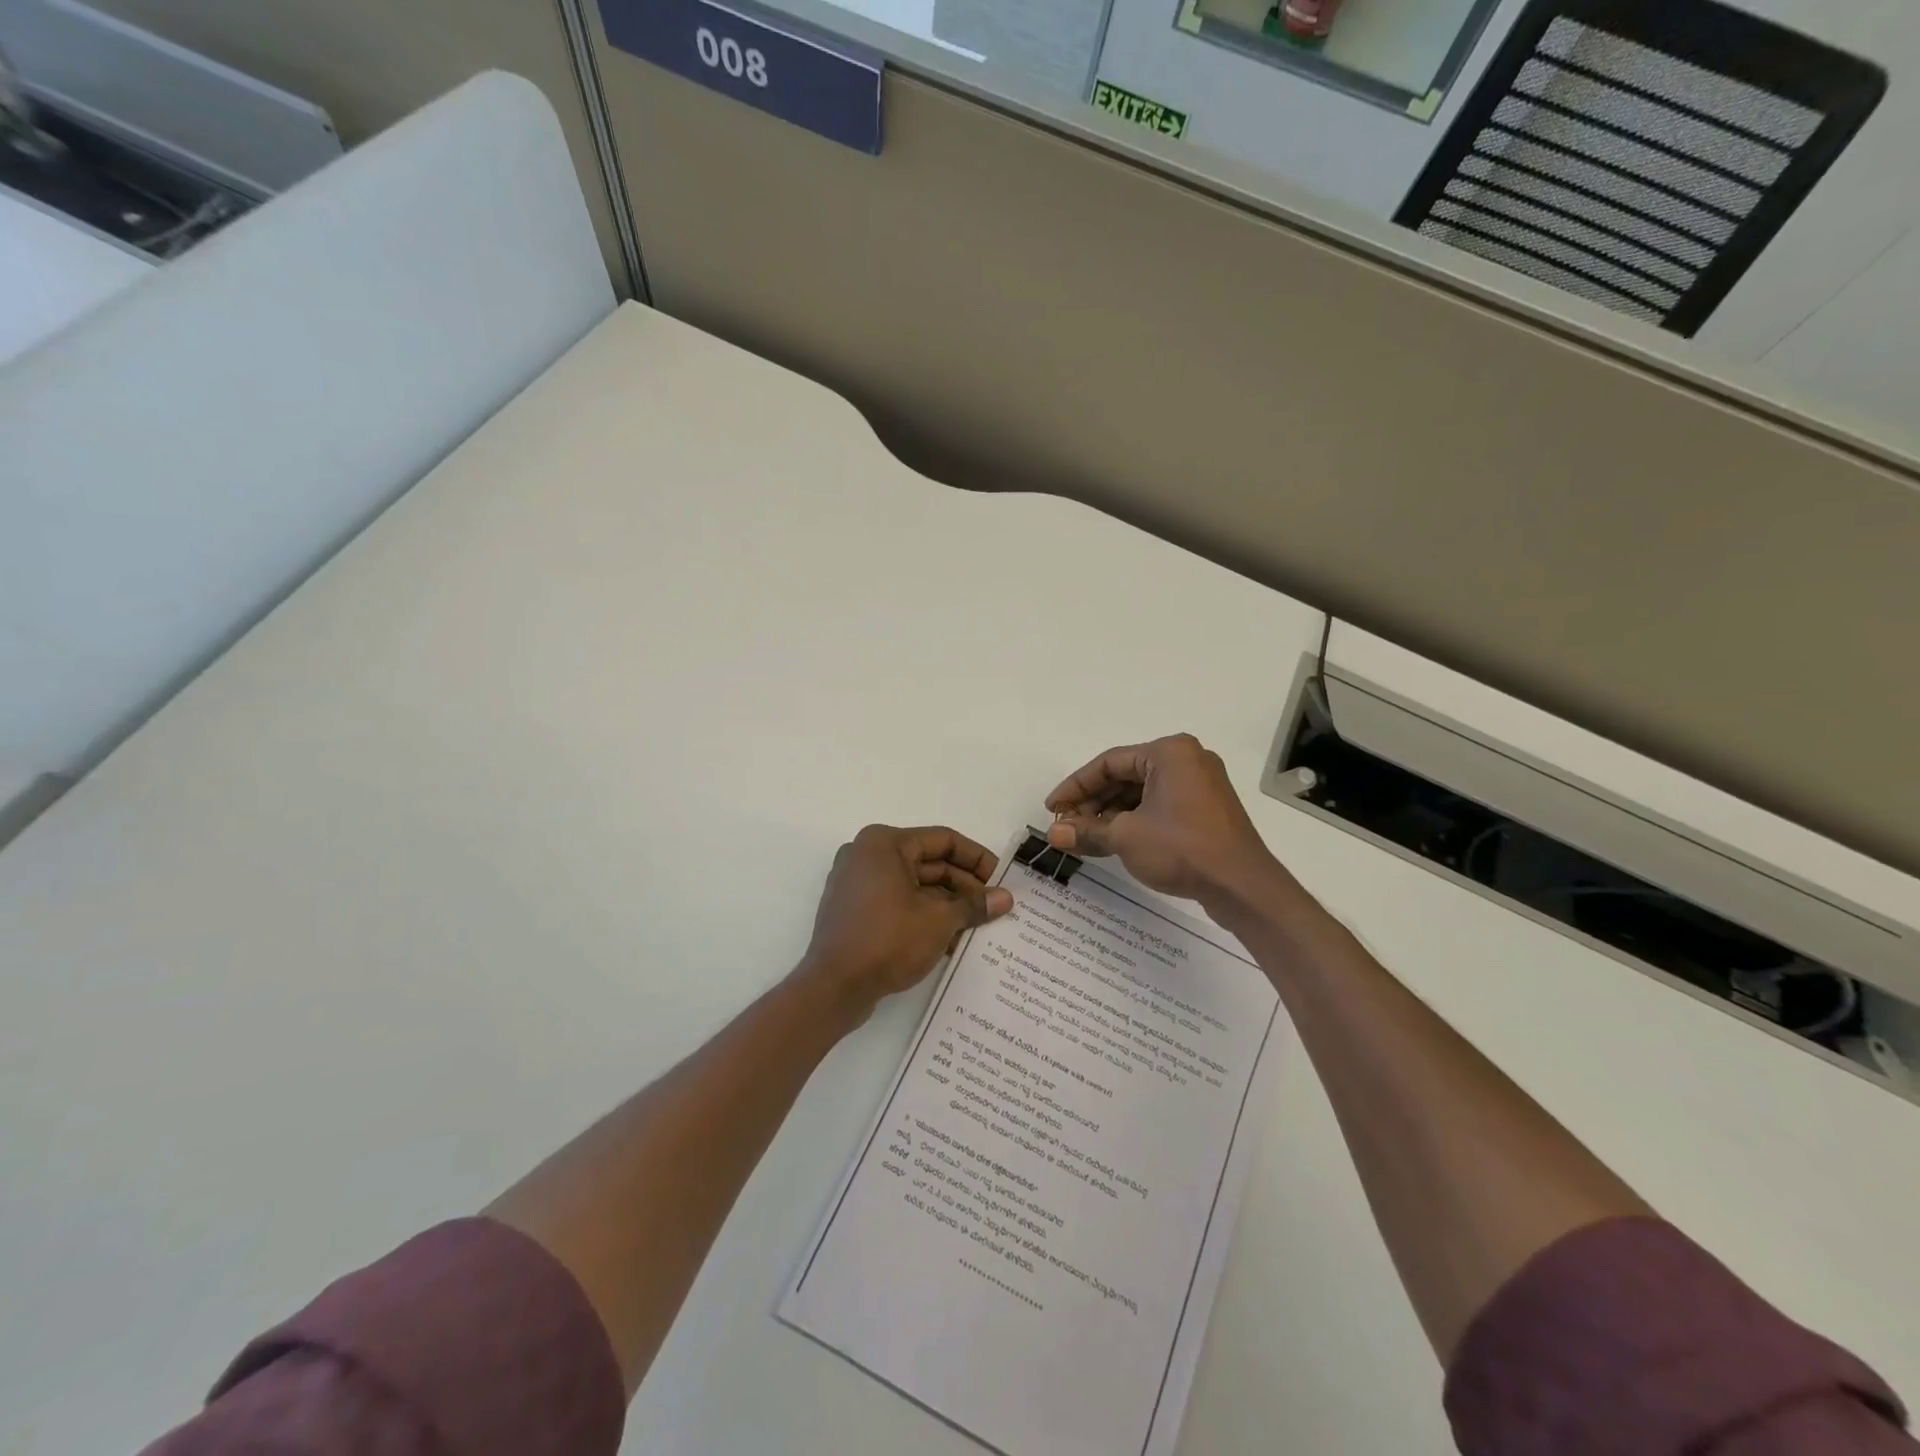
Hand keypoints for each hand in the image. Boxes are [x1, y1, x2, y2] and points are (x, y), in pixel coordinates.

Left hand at [797, 825, 1012, 1023]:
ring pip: (914, 885)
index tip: (1001, 880)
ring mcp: (857, 883)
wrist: (833, 988)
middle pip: (929, 863)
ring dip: (947, 904)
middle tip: (994, 909)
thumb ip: (974, 905)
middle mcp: (867, 855)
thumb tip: (1005, 898)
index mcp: (885, 843)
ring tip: (978, 927)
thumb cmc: (887, 941)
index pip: (943, 840)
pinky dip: (923, 915)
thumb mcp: (939, 921)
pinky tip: (950, 940)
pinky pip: (897, 903)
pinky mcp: (854, 910)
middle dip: (964, 887)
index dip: (977, 859)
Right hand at [1045, 734, 1285, 911]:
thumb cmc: (1182, 848)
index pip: (1109, 762)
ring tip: (1086, 837)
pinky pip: (1161, 806)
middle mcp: (1187, 760)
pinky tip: (1115, 840)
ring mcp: (1201, 785)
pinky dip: (1135, 820)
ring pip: (1142, 793)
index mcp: (1169, 752)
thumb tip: (1053, 836)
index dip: (1075, 786)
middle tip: (1067, 826)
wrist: (1242, 886)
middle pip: (1126, 776)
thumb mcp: (1126, 837)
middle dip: (1093, 802)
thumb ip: (1087, 831)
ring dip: (1112, 814)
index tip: (1052, 809)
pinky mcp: (1207, 810)